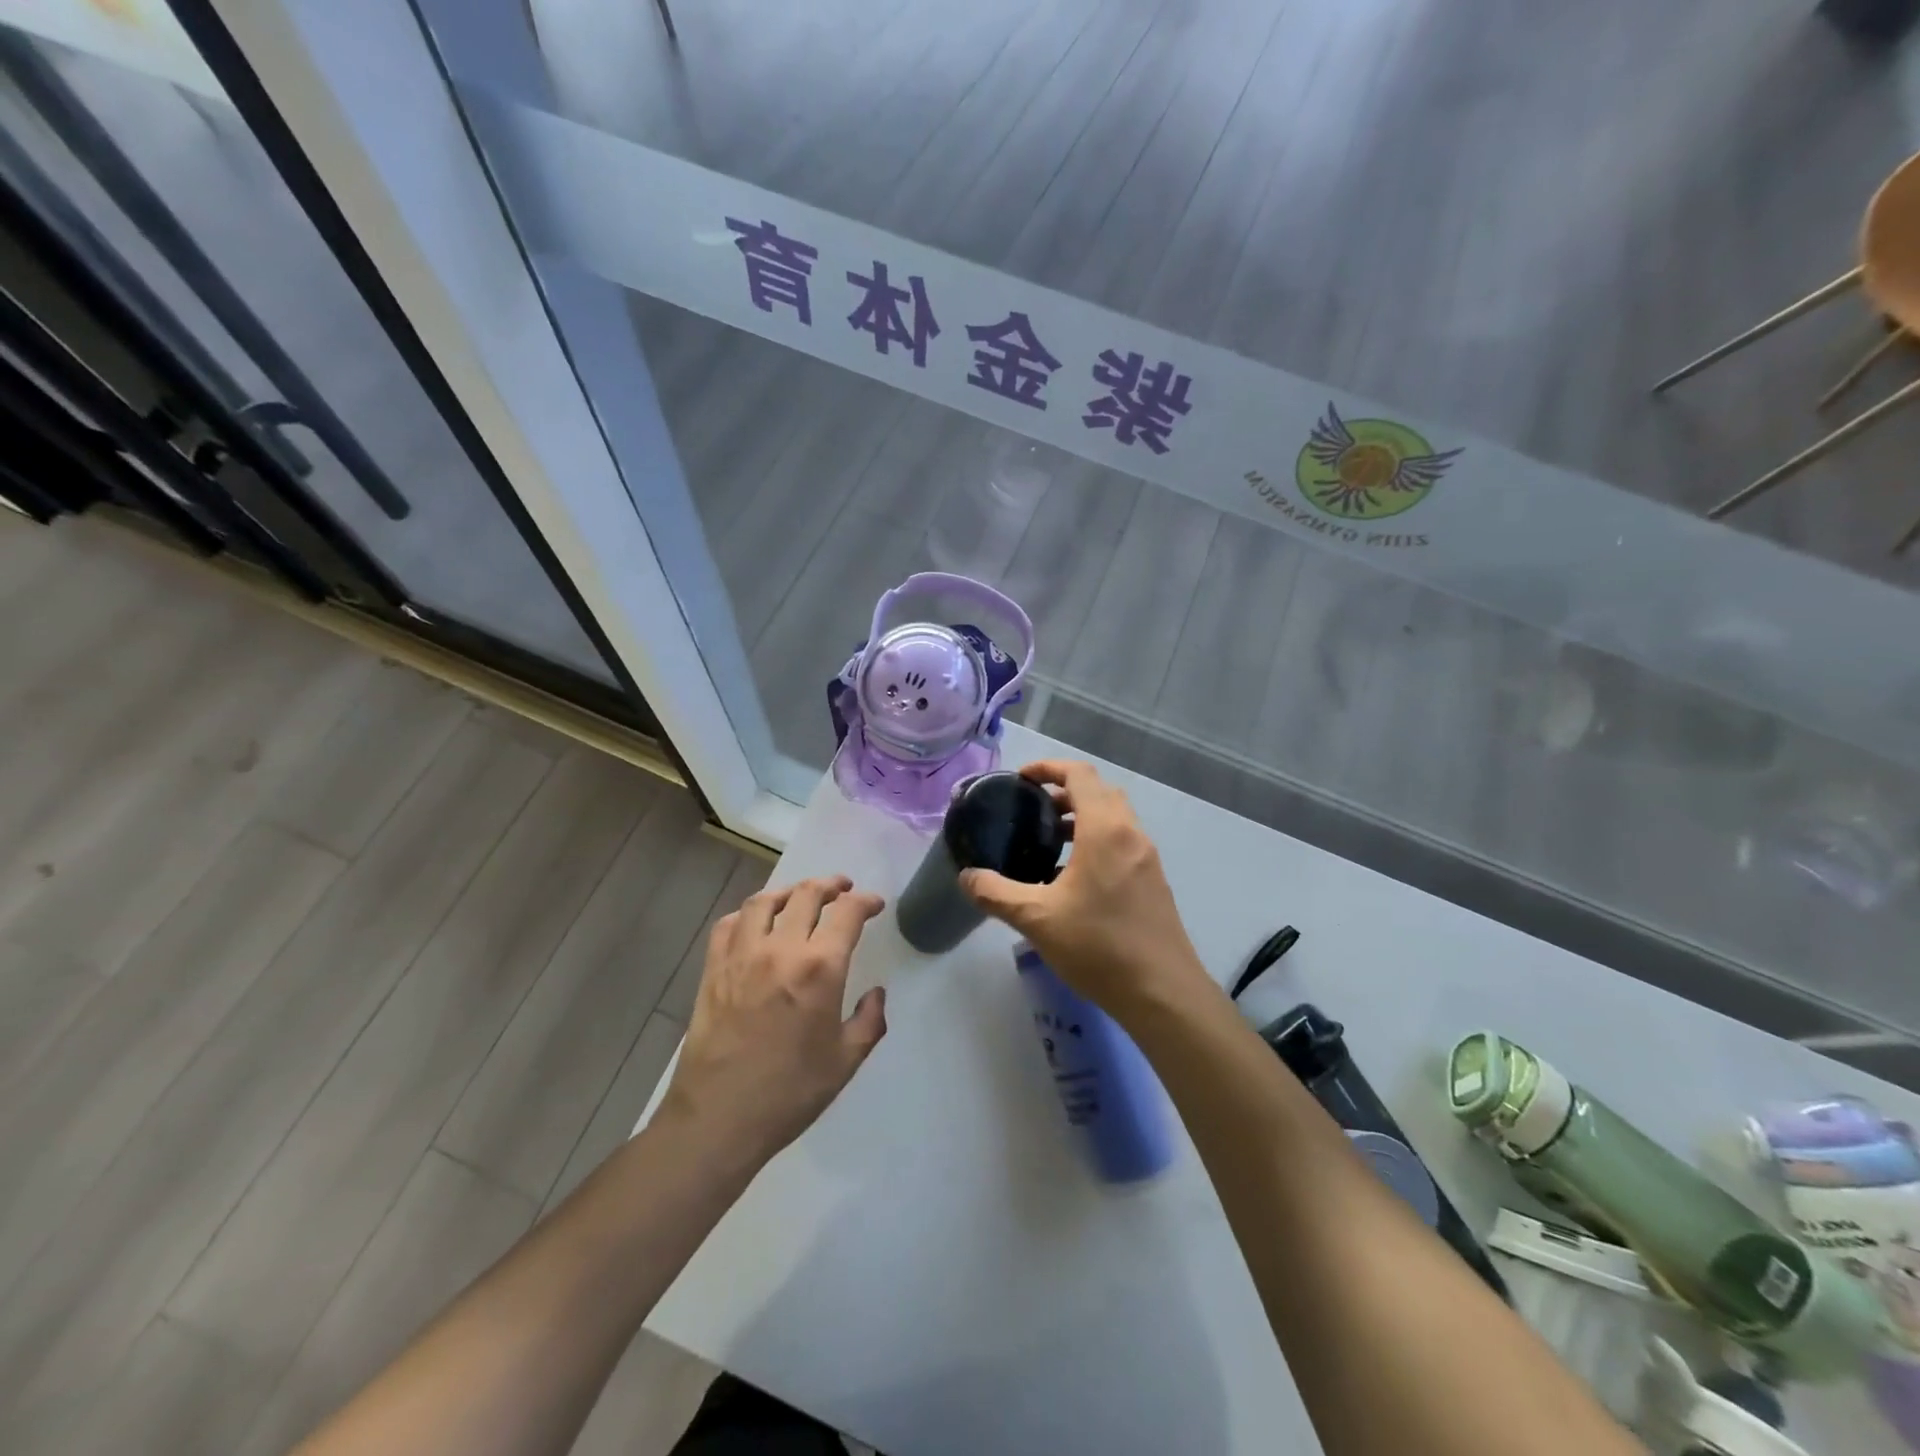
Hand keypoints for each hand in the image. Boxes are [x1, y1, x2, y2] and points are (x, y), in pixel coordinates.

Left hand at [662, 875, 887, 1166]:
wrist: (718, 1120)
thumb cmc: (789, 1094)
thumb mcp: (845, 1062)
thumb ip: (869, 1021)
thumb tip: (875, 994)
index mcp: (819, 969)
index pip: (847, 913)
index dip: (865, 901)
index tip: (874, 904)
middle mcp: (780, 949)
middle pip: (806, 895)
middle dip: (830, 886)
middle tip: (842, 889)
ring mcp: (741, 955)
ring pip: (764, 901)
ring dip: (789, 891)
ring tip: (800, 896)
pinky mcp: (712, 969)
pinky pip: (729, 924)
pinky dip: (746, 914)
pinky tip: (756, 924)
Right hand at [959, 761, 1209, 1017]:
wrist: (1162, 992)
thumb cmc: (1098, 946)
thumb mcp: (1036, 919)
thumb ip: (996, 893)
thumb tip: (967, 877)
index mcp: (1105, 830)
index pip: (1079, 775)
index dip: (1049, 768)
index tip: (1021, 779)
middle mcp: (1131, 834)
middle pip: (1099, 791)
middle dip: (1064, 792)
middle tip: (1032, 810)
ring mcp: (1147, 858)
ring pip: (1114, 818)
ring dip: (1082, 818)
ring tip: (1047, 843)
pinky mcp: (1153, 881)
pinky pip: (1123, 842)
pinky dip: (1097, 841)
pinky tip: (1073, 878)